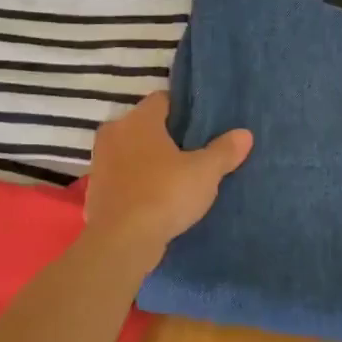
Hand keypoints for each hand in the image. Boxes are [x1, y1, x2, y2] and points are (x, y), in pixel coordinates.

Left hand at [84, 93, 252, 260]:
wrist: (121, 242)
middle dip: (168, 136)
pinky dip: (139, 183)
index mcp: (138, 120)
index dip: (184, 110)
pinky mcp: (96, 191)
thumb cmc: (164, 194)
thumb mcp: (205, 172)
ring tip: (179, 176)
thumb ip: (224, 151)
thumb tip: (244, 134)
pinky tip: (158, 197)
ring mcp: (101, 163)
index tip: (203, 125)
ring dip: (151, 161)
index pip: (162, 100)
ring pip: (132, 152)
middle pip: (146, 126)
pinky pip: (124, 177)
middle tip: (195, 151)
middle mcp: (114, 134)